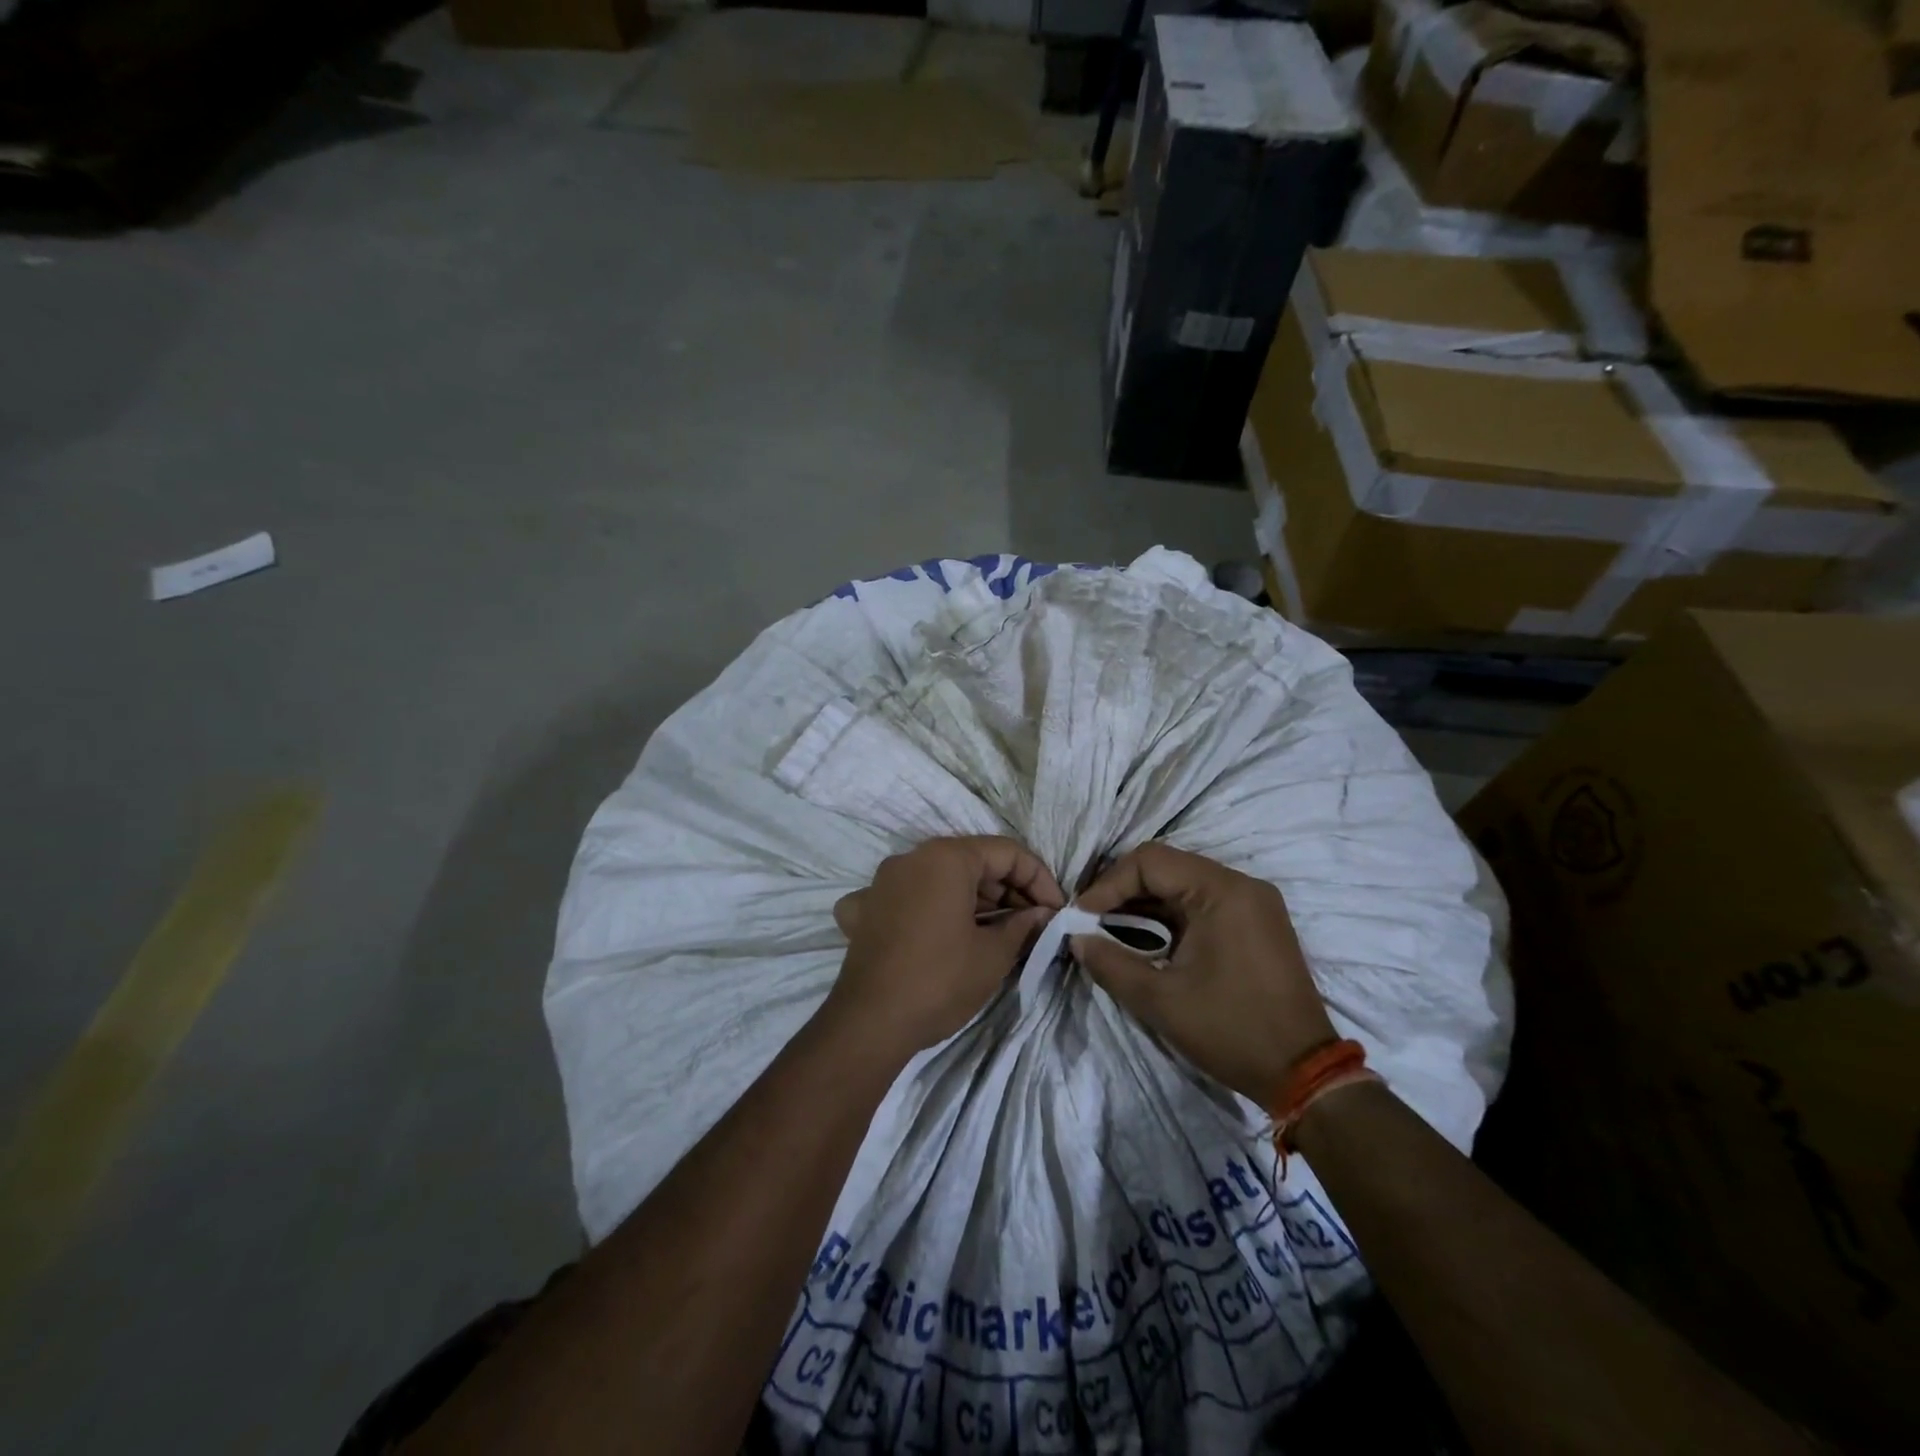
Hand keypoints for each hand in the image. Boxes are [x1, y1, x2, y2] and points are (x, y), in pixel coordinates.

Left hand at [827, 836, 1064, 1057]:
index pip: (1007, 852)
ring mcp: (882, 883)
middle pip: (972, 861)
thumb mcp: (994, 954)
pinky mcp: (865, 910)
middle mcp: (911, 858)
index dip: (1039, 879)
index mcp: (945, 857)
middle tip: (1033, 925)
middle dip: (1007, 890)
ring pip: (940, 879)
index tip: (1055, 911)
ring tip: (999, 933)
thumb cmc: (940, 982)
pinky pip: (906, 899)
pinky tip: (940, 933)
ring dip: (973, 900)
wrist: (869, 1024)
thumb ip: (1023, 925)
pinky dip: (930, 910)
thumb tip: (1041, 914)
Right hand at [1072, 843, 1335, 1103]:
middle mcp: (1241, 884)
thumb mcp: (1160, 1000)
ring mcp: (1253, 902)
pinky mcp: (1256, 922)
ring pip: (1183, 884)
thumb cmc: (1231, 1030)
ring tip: (1110, 930)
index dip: (1108, 884)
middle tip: (1090, 921)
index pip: (1150, 861)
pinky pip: (1202, 903)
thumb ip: (1110, 963)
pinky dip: (1169, 916)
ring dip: (1144, 904)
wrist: (1304, 1074)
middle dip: (1122, 892)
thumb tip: (1076, 939)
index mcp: (1222, 891)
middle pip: (1166, 867)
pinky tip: (1146, 940)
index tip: (1081, 917)